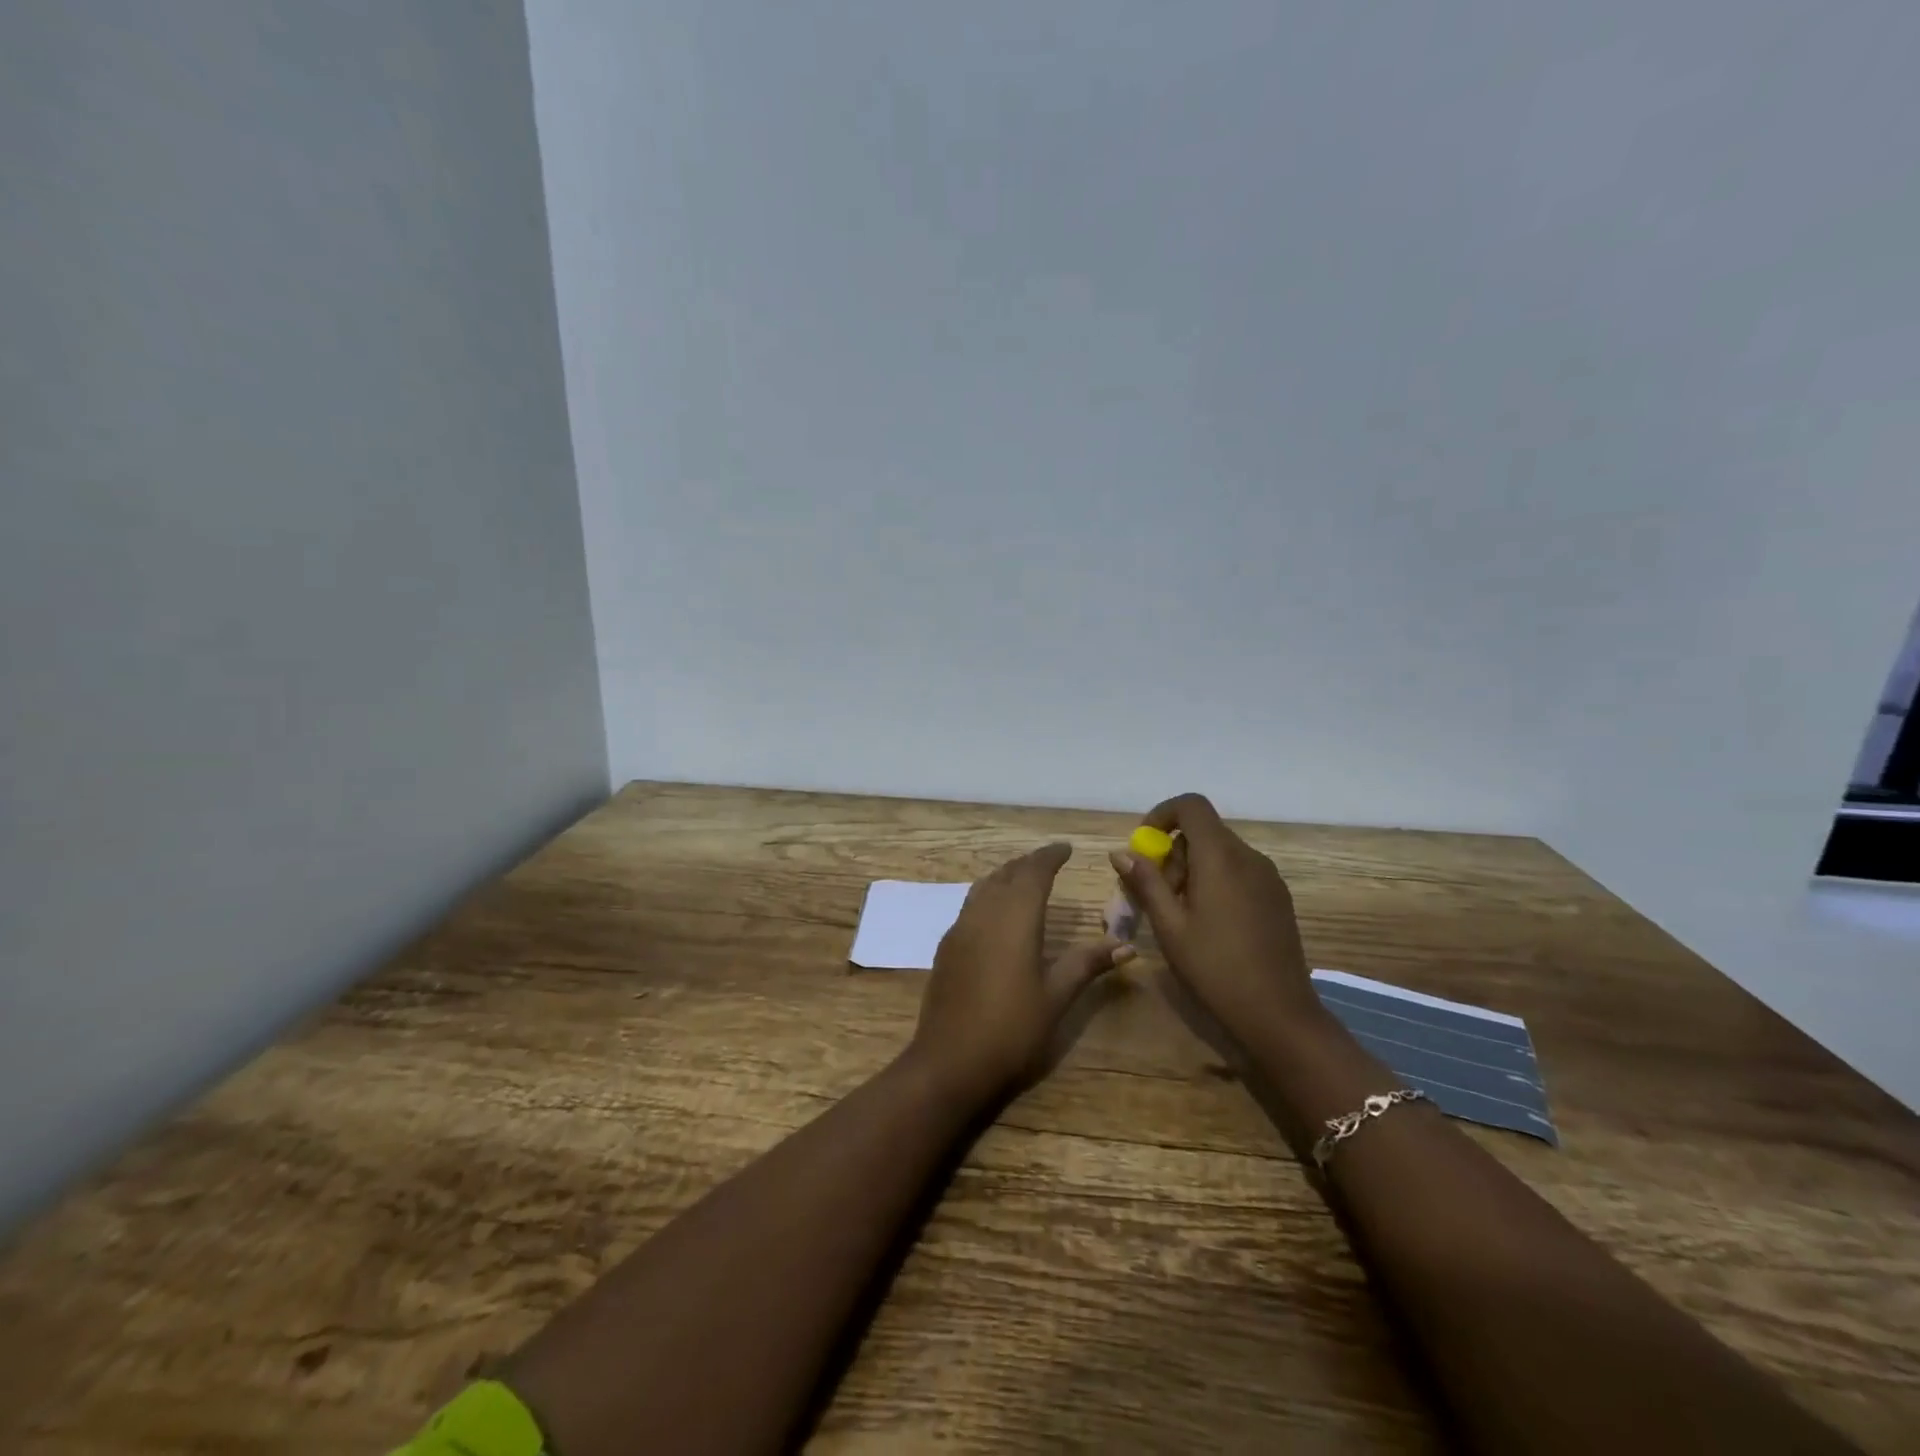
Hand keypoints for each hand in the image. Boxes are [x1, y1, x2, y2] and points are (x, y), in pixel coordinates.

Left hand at [909, 842, 1132, 1103]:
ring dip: (1006, 876)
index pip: (1033, 872)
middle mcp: (984, 913)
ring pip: (984, 887)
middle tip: (1050, 861)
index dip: (1050, 856)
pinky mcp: (947, 947)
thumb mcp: (1056, 997)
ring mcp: (960, 929)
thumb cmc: (1011, 1029)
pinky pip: (970, 905)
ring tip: (1025, 879)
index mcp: (1014, 918)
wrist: (950, 1061)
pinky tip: (996, 913)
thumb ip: (1087, 964)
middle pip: (1006, 874)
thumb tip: (1126, 945)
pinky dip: (988, 895)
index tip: (1067, 848)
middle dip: (1028, 863)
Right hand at [1110, 793, 1322, 1048]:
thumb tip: (1121, 853)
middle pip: (1203, 831)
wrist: (1279, 1013)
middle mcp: (1248, 856)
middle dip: (1172, 852)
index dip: (1162, 815)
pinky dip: (1214, 880)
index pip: (1191, 805)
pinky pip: (1238, 870)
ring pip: (1220, 852)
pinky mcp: (1277, 896)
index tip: (1144, 847)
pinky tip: (1208, 922)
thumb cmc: (1215, 968)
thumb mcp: (1169, 926)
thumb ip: (1145, 883)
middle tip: (1155, 893)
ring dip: (1191, 868)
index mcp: (1220, 857)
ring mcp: (1268, 876)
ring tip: (1179, 913)